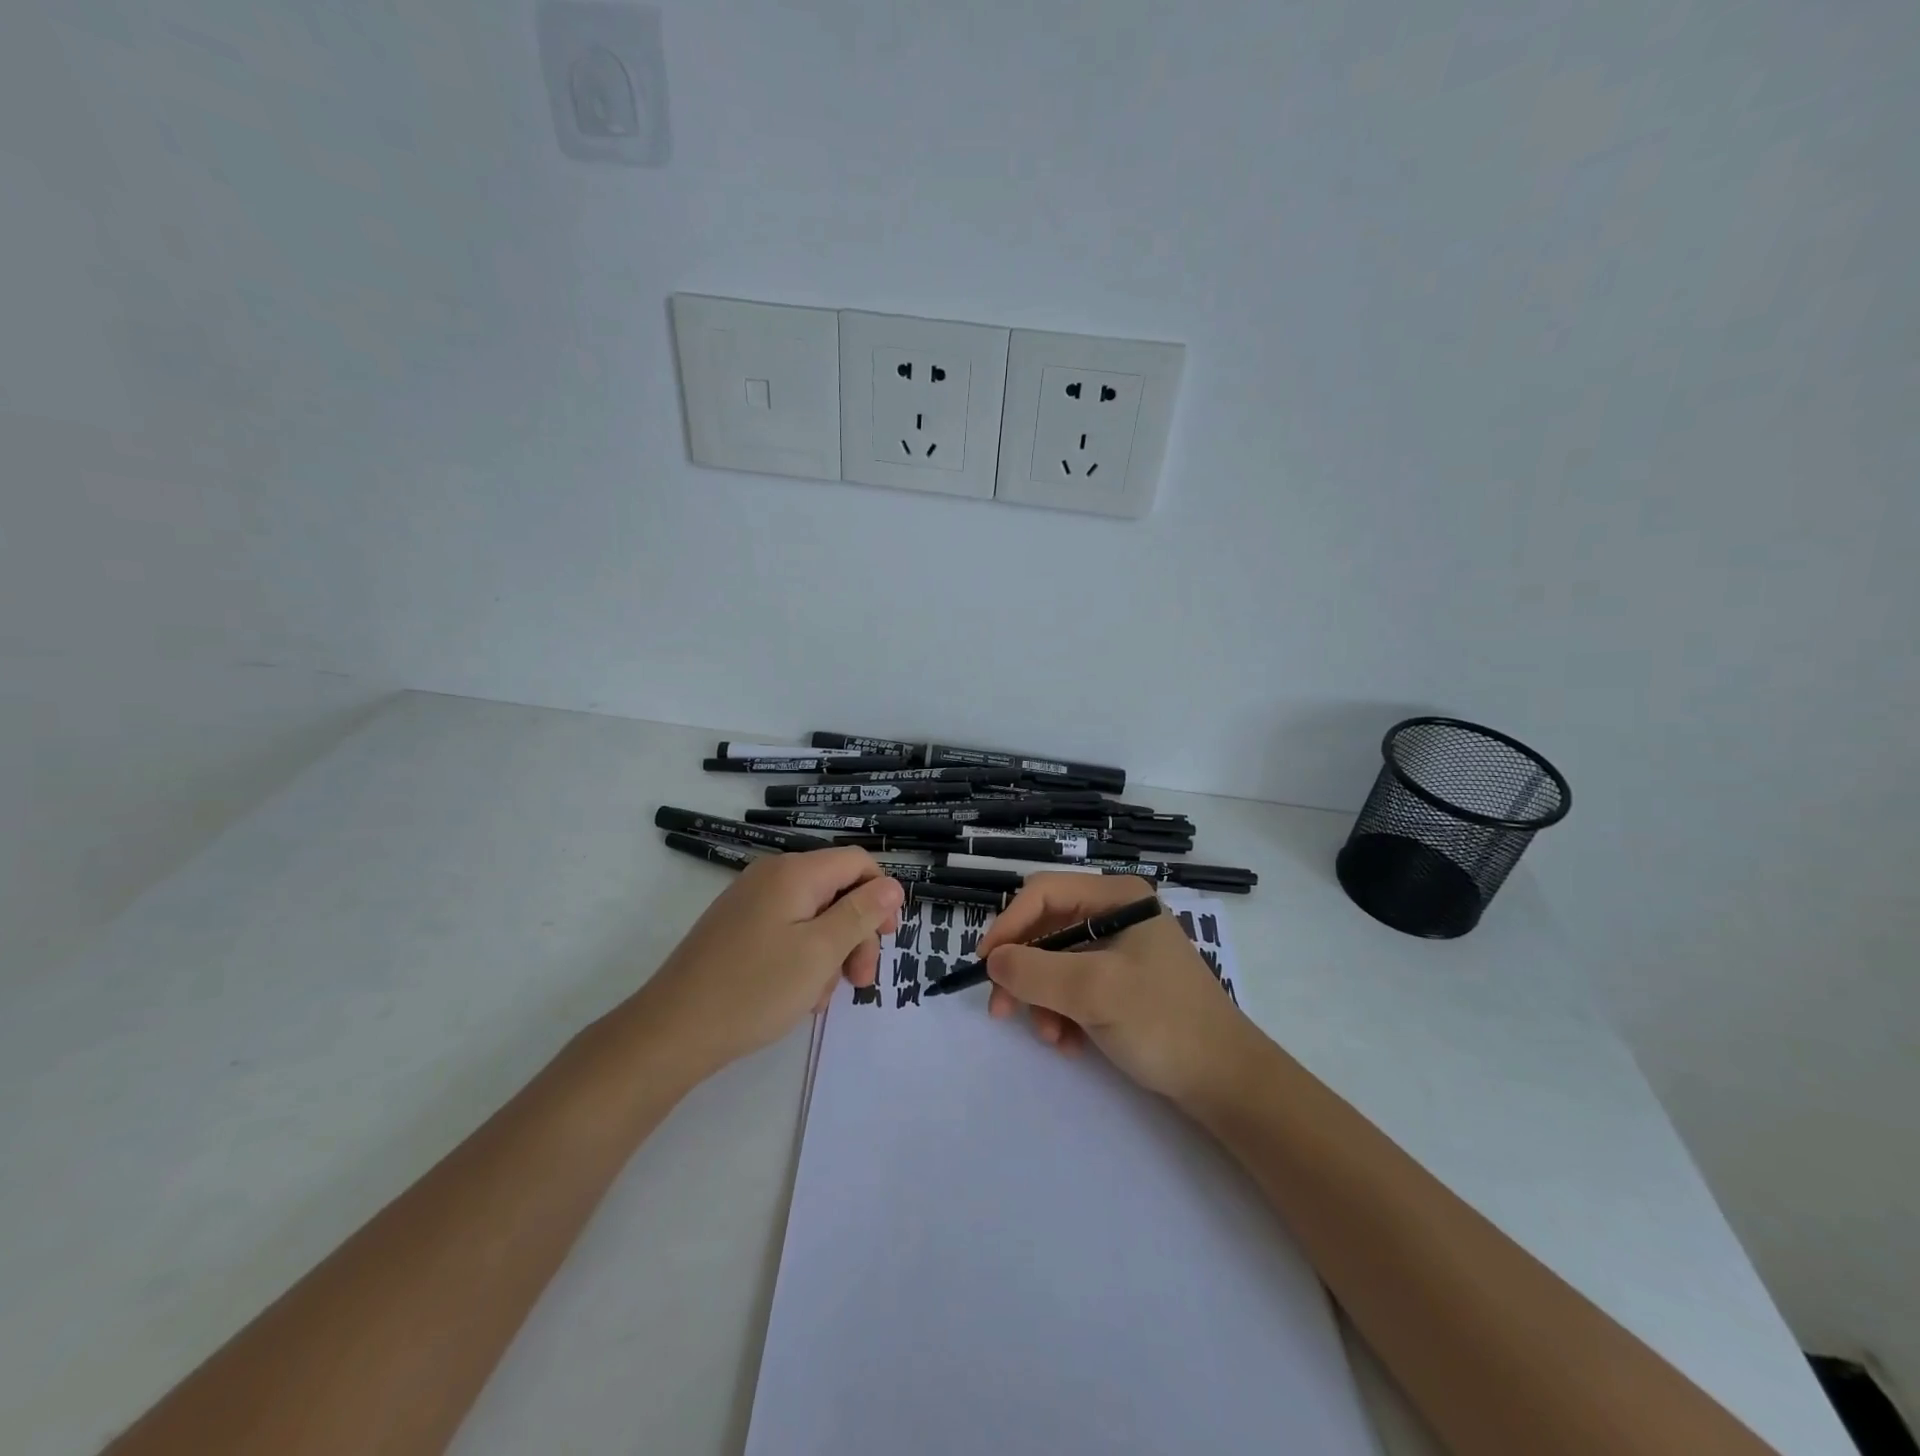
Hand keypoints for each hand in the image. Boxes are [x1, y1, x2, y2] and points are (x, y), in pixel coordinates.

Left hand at [633, 848, 902, 1080]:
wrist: (672, 1031)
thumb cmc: (755, 989)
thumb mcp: (821, 952)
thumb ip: (861, 914)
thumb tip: (892, 884)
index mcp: (794, 873)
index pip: (857, 862)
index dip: (881, 895)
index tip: (887, 939)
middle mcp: (771, 876)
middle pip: (837, 890)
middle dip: (856, 933)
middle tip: (859, 982)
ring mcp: (750, 902)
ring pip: (814, 916)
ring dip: (830, 953)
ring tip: (820, 997)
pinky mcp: (737, 928)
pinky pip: (787, 931)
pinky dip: (802, 958)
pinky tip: (798, 995)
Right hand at [979, 873, 1260, 1105]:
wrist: (1226, 1081)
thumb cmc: (1162, 1021)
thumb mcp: (1093, 991)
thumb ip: (1035, 971)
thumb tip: (992, 962)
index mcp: (1117, 897)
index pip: (1043, 893)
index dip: (1008, 925)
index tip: (985, 966)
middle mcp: (1117, 914)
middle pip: (1047, 929)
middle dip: (1024, 971)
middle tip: (1002, 1011)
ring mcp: (1122, 950)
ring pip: (1056, 963)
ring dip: (1044, 1000)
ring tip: (1052, 1037)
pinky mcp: (1124, 983)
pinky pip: (1075, 987)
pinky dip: (1064, 1013)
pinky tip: (1071, 1044)